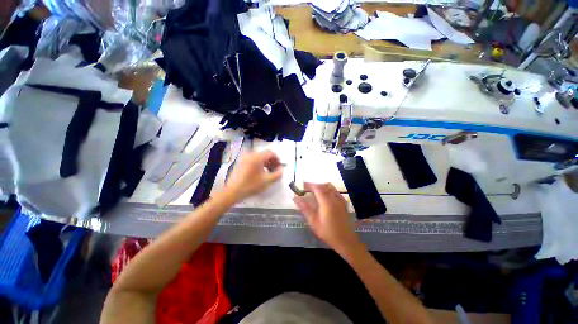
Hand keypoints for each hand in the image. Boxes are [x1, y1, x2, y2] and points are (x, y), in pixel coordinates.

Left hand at [225, 150, 283, 201]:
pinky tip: (260, 173)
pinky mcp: (241, 162)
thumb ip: (278, 174)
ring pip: (259, 158)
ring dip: (266, 164)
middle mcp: (250, 154)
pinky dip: (259, 164)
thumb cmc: (251, 185)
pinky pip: (253, 160)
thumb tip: (281, 169)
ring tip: (268, 173)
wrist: (232, 191)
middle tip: (275, 171)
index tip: (280, 167)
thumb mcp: (267, 180)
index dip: (277, 159)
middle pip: (265, 155)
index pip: (271, 153)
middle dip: (272, 162)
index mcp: (257, 157)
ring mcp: (244, 158)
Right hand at [293, 183, 362, 253]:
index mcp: (326, 202)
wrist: (346, 241)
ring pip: (330, 187)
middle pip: (323, 186)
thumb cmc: (328, 233)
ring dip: (321, 186)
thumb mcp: (314, 222)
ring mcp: (340, 200)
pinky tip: (325, 196)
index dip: (309, 185)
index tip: (302, 186)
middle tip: (306, 190)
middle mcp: (334, 198)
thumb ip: (305, 208)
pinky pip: (335, 191)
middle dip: (314, 186)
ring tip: (314, 192)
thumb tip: (296, 198)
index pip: (317, 188)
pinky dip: (329, 190)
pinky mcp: (344, 203)